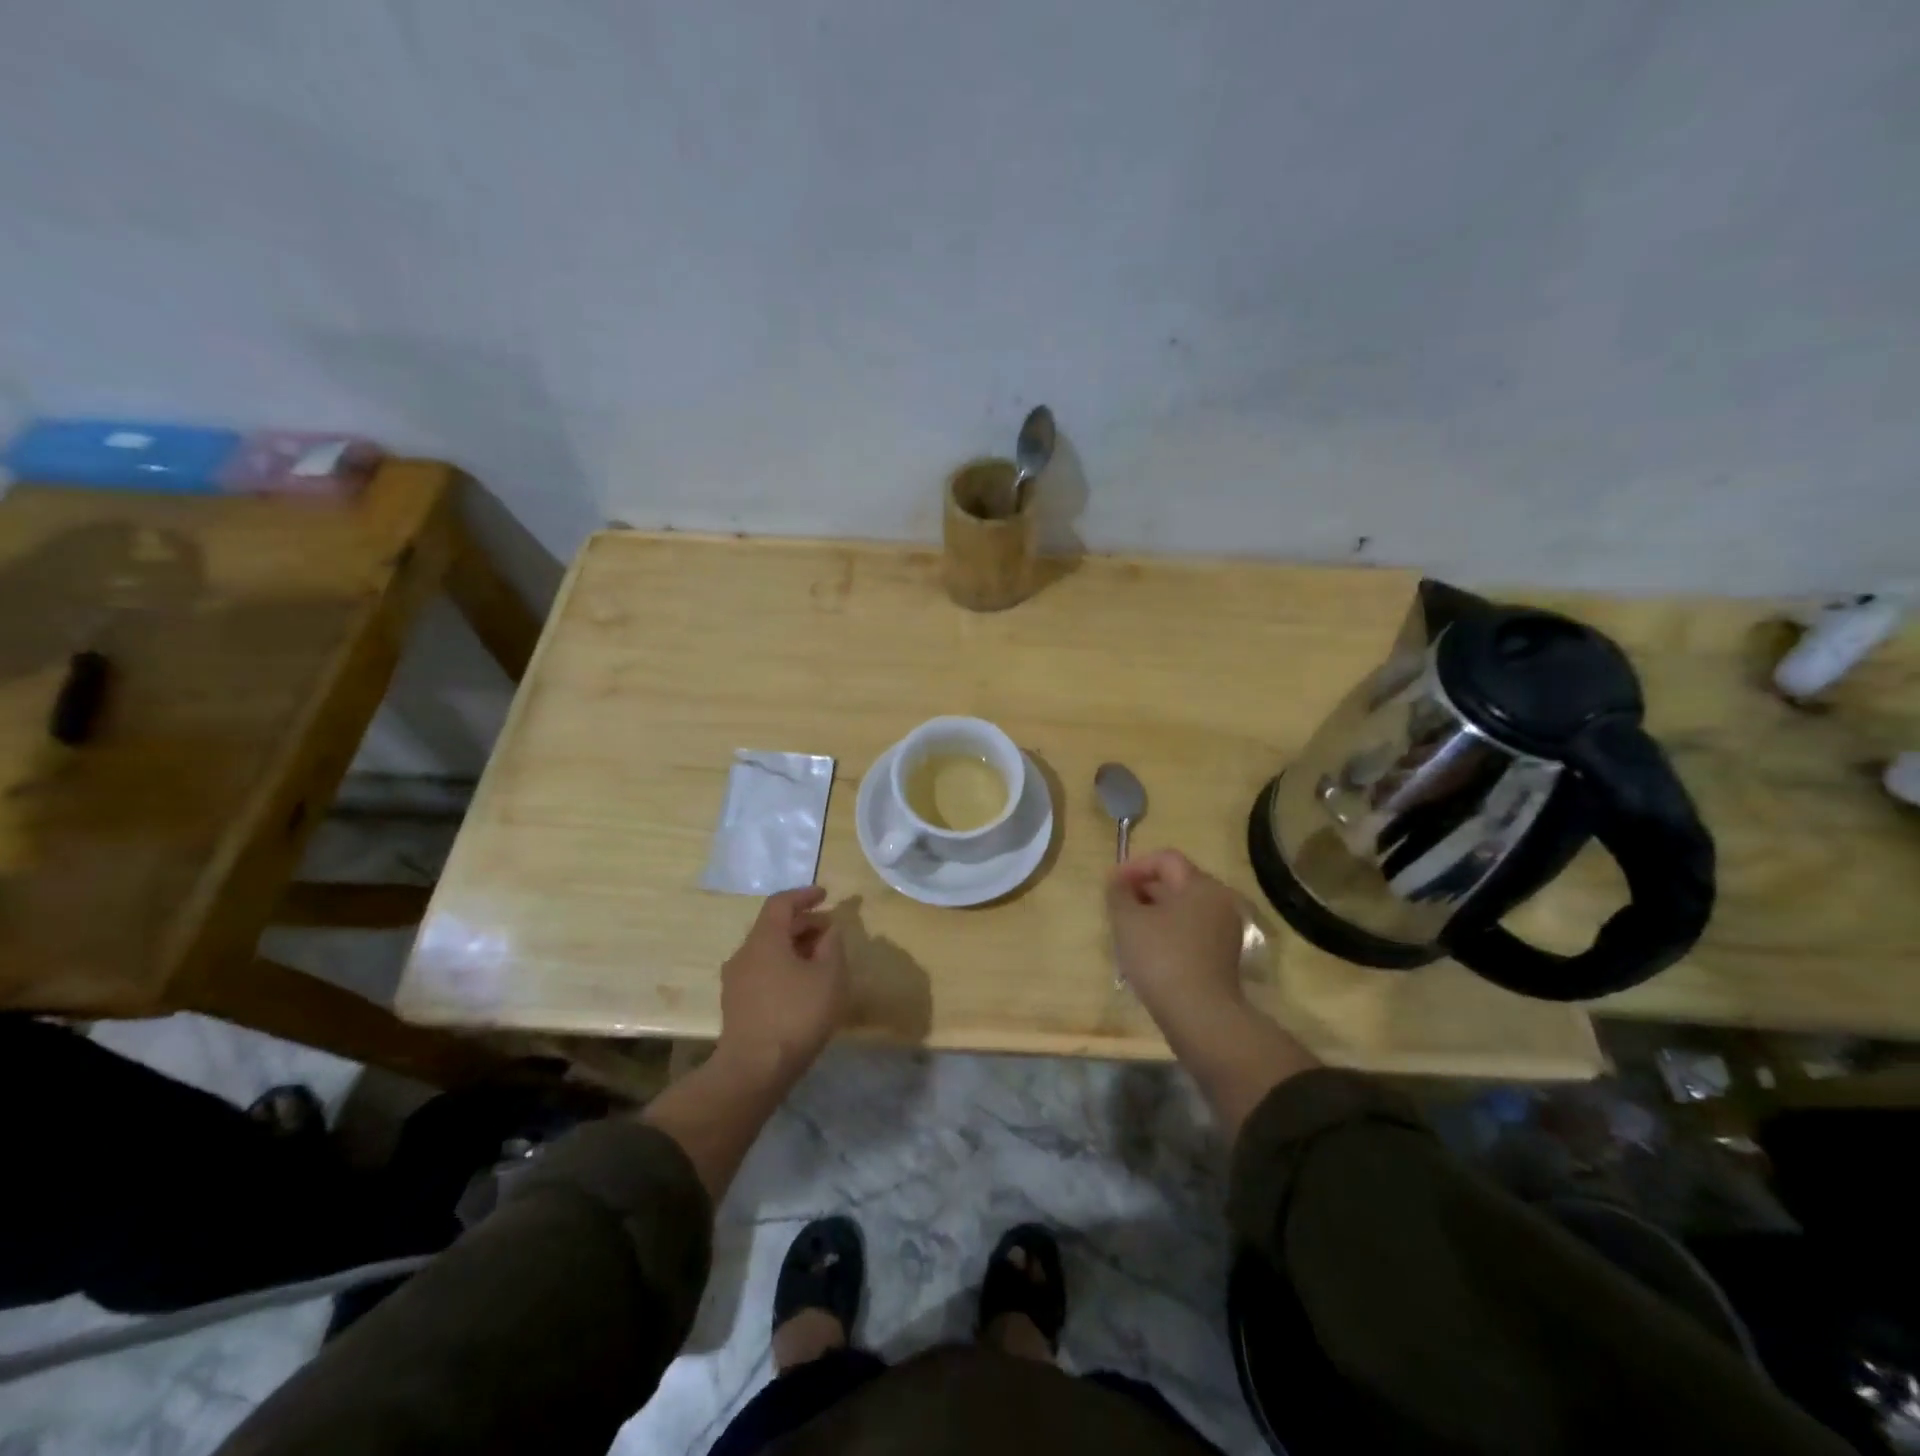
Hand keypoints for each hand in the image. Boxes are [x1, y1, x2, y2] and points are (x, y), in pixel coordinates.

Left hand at [717, 887, 849, 1083]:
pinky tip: (802, 985)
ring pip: (767, 950)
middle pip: (773, 926)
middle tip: (830, 930)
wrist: (754, 1070)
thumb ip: (832, 945)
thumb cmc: (796, 1015)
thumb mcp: (829, 976)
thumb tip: (829, 931)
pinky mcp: (735, 1004)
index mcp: (764, 939)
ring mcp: (735, 980)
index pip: (781, 903)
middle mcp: (744, 953)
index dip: (804, 895)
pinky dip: (783, 966)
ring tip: (820, 959)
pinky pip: (762, 971)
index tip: (825, 895)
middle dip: (803, 923)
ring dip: (794, 947)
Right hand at [1106, 849, 1246, 1020]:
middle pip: (1176, 882)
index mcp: (1201, 885)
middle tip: (1117, 907)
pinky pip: (1191, 931)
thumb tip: (1116, 882)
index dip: (1134, 866)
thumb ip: (1118, 894)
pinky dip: (1169, 932)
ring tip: (1128, 930)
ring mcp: (1225, 930)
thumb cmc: (1162, 958)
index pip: (1165, 859)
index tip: (1111, 885)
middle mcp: (1219, 901)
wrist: (1200, 1016)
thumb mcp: (1128, 920)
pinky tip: (1148, 951)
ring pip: (1183, 909)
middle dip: (1143, 890)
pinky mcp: (1223, 956)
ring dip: (1154, 912)